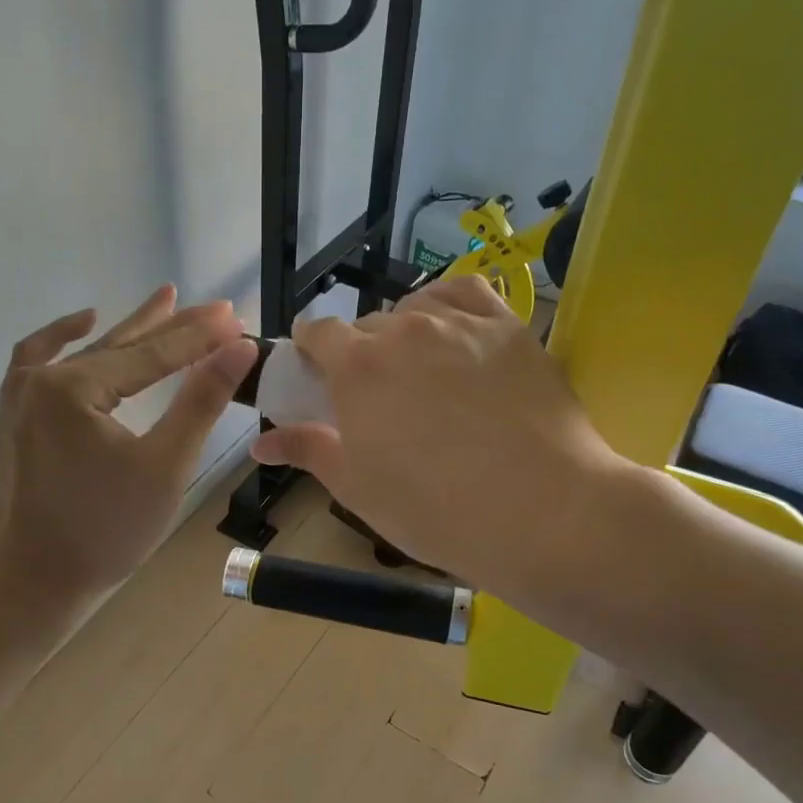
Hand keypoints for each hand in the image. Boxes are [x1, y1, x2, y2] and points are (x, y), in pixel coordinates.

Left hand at [0, 285, 253, 605]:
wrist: (32, 582)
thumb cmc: (106, 531)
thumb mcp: (165, 466)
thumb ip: (200, 401)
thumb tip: (237, 348)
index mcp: (74, 388)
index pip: (153, 355)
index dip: (199, 337)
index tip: (237, 318)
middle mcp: (41, 379)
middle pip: (121, 345)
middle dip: (172, 327)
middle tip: (216, 310)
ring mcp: (19, 396)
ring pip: (86, 353)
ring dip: (129, 330)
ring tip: (165, 300)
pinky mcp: (12, 417)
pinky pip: (38, 361)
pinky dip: (64, 339)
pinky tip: (85, 323)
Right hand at [250, 277, 639, 603]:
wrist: (542, 511)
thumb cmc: (435, 509)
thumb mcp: (358, 488)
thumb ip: (307, 450)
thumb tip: (260, 442)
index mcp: (357, 366)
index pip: (317, 333)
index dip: (311, 352)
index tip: (318, 377)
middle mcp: (404, 330)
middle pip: (366, 326)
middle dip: (360, 355)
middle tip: (377, 398)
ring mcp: (461, 322)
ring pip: (414, 309)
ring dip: (404, 332)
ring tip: (421, 371)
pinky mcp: (509, 326)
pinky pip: (466, 291)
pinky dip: (448, 304)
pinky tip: (452, 330)